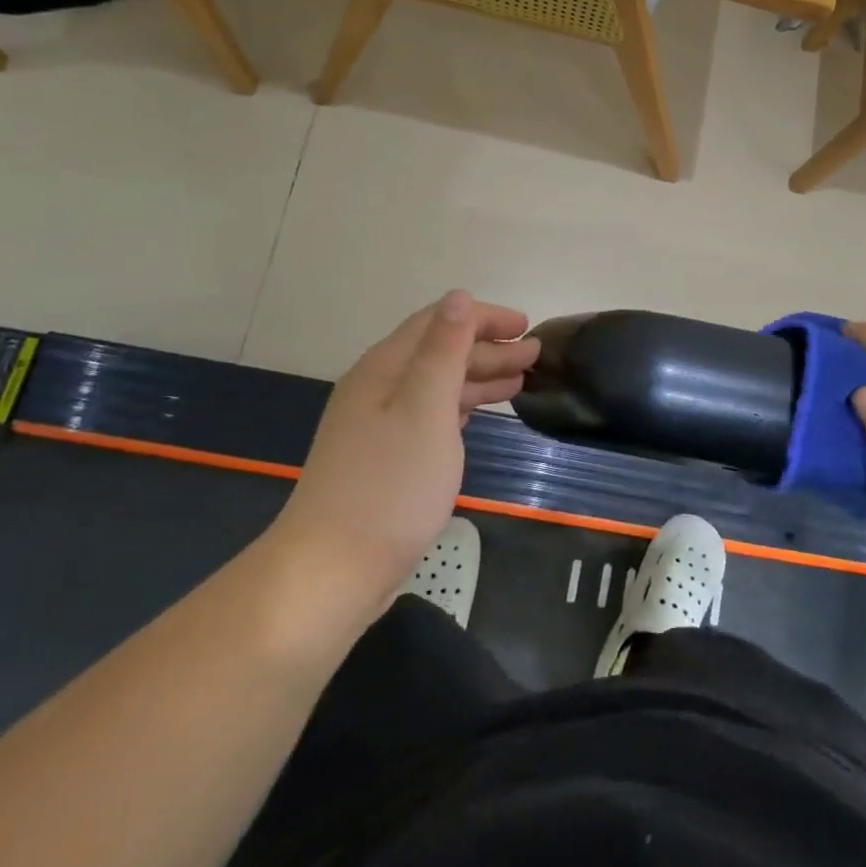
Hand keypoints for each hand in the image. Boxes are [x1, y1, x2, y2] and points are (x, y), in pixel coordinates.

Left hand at [266, 292, 539, 607]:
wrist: (332, 570)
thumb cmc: (390, 484)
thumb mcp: (426, 408)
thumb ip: (444, 350)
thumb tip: (458, 296)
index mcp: (384, 368)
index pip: (437, 323)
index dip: (482, 318)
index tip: (526, 326)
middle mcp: (378, 388)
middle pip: (438, 352)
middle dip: (487, 348)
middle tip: (534, 356)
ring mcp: (378, 425)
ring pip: (436, 385)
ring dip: (478, 377)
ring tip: (520, 382)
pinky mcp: (384, 458)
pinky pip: (430, 414)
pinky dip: (461, 406)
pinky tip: (480, 413)